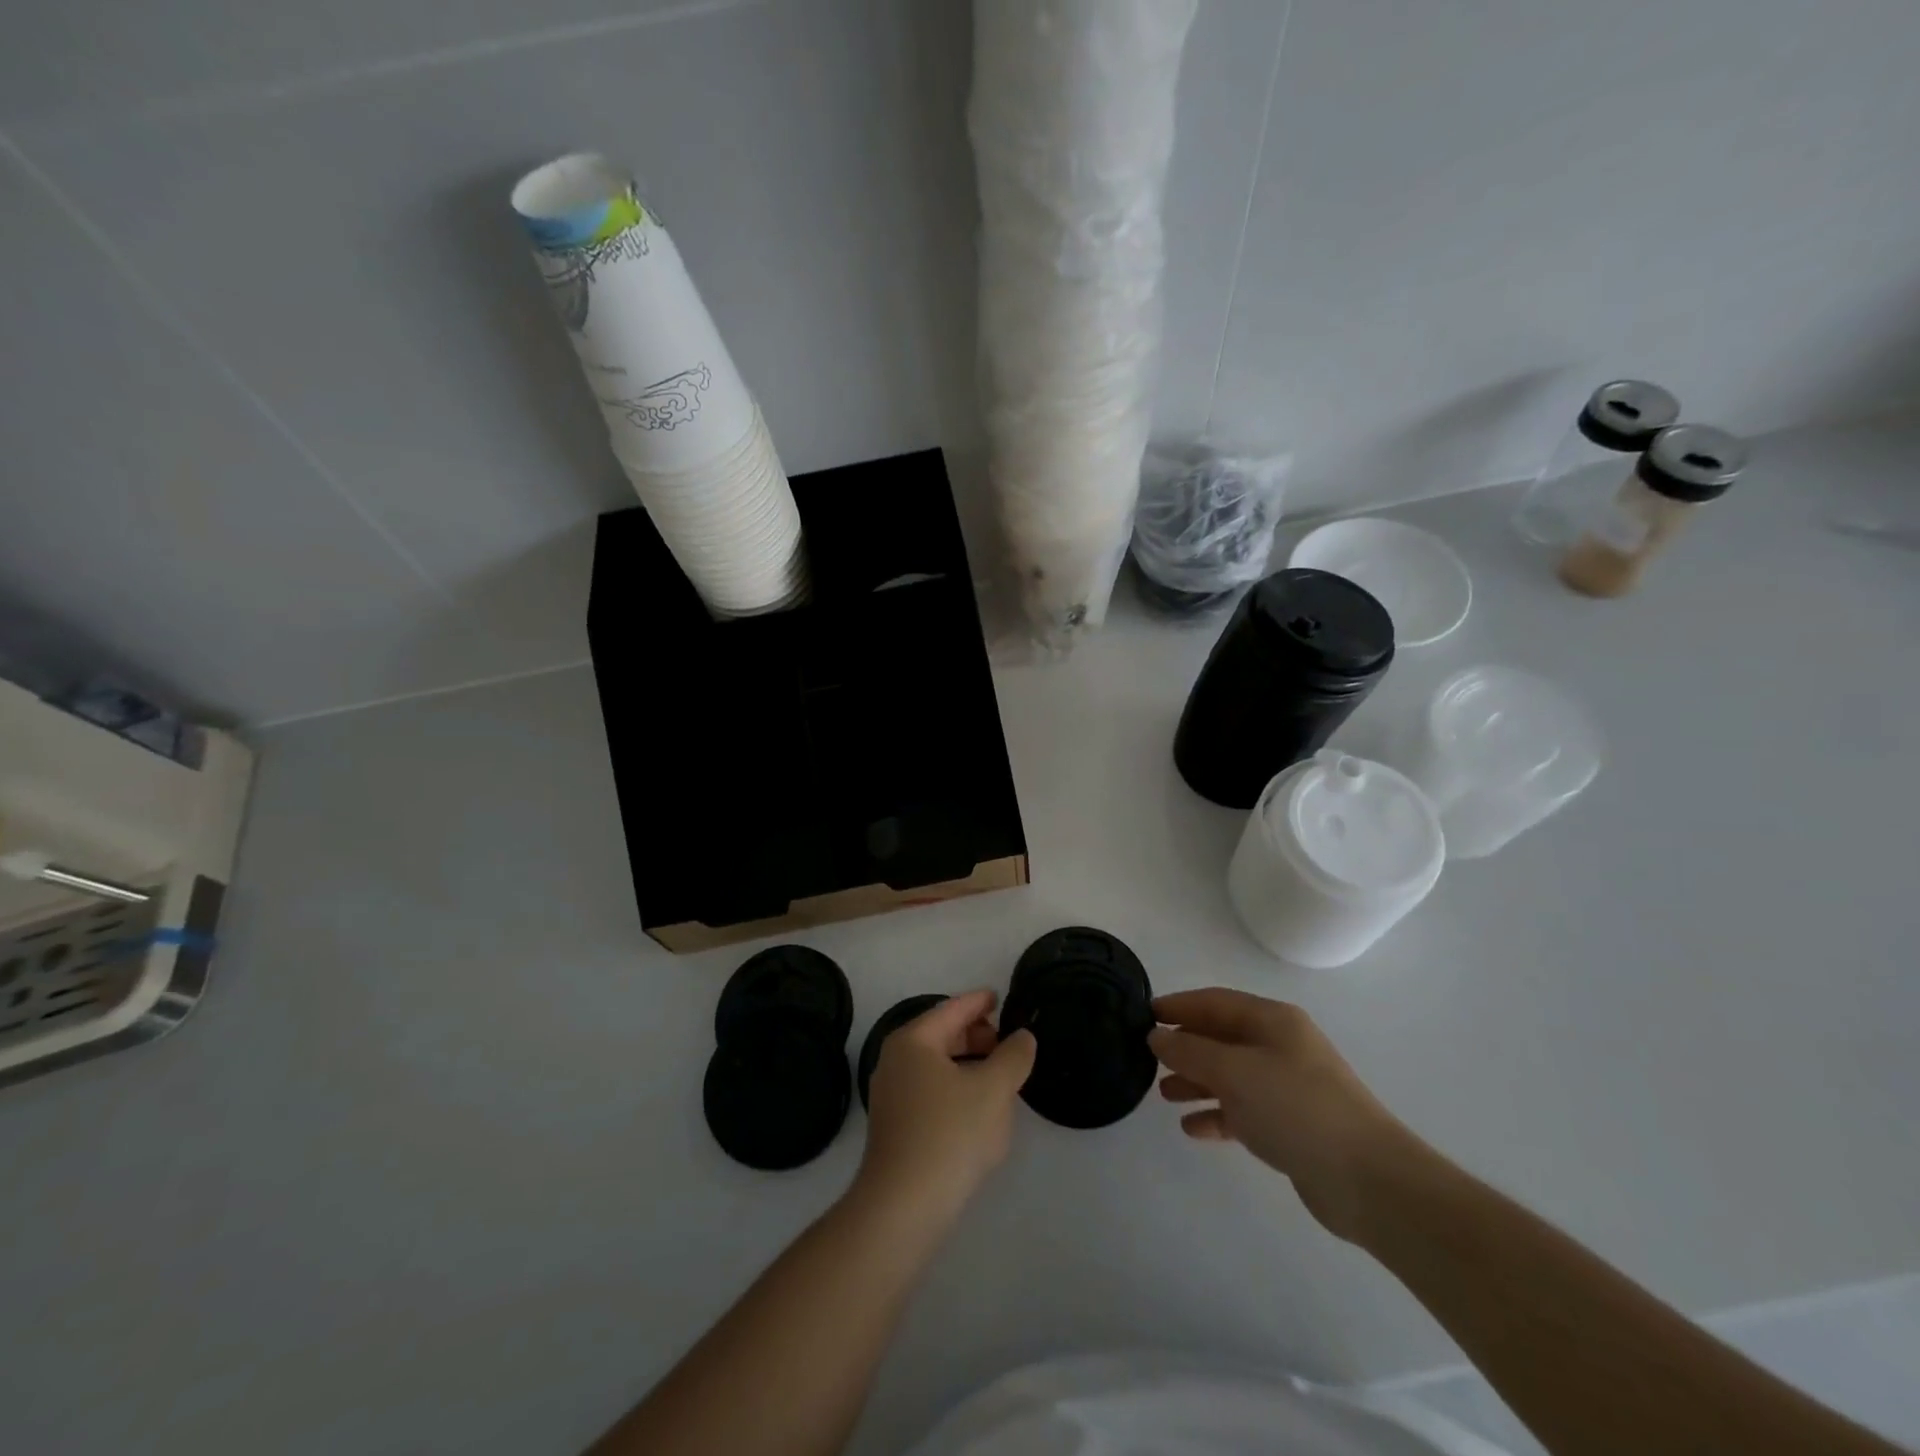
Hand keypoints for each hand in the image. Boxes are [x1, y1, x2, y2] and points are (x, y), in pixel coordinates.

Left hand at [858, 990, 1036, 1221]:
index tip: (999, 997)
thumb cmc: (950, 1133)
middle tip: (1006, 1041)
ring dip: (967, 1063)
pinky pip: (930, 1090)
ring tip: (998, 1073)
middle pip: (941, 1035)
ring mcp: (891, 1095)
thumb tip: (1022, 1037)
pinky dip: (955, 1086)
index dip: (978, 1002)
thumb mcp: (994, 1089)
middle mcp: (895, 1060)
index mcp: (913, 1041)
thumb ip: (1013, 1056)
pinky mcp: (895, 1126)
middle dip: (975, 1034)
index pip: (951, 1009)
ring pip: (936, 1065)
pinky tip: (977, 1106)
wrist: (904, 1206)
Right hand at [1150, 988, 1423, 1240]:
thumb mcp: (1233, 1072)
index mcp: (1272, 1021)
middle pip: (1222, 1037)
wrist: (1368, 1181)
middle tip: (1148, 1059)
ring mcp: (1288, 1087)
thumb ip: (1189, 1051)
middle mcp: (1280, 1046)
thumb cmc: (1296, 1108)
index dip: (1178, 1006)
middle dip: (1185, 1046)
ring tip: (1163, 1095)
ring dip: (1196, 1082)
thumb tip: (1156, 1036)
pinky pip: (1243, 1111)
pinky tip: (1192, 1129)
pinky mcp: (1292, 1126)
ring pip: (1230, 1075)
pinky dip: (1217, 1114)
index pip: (1214, 1002)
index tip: (1144, 1016)